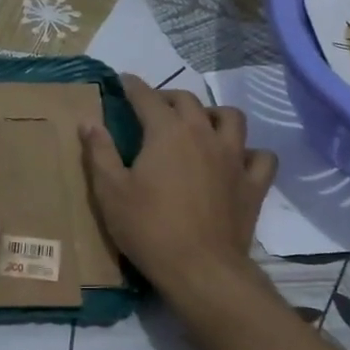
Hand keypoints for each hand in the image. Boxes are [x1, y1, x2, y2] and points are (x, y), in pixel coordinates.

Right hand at [80, 75, 276, 301]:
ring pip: (231, 118)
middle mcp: (204, 134)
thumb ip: (100, 152)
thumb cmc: (148, 228)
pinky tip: (237, 161)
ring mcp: (234, 158)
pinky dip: (250, 153)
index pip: (147, 97)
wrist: (199, 268)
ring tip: (201, 125)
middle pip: (188, 101)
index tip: (123, 81)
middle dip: (168, 98)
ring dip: (213, 115)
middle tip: (154, 108)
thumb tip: (89, 121)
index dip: (133, 86)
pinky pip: (261, 157)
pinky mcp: (253, 184)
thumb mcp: (110, 191)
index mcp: (167, 132)